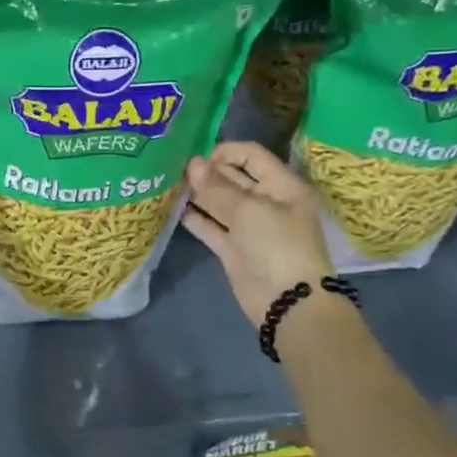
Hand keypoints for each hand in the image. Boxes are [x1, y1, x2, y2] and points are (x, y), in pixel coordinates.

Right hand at [182, 141, 334, 325]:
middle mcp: (267, 202)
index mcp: (282, 187)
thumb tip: (193, 163)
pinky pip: (211, 226)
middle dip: (207, 172)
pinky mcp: (233, 248)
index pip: (252, 157)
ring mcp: (249, 227)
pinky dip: (195, 217)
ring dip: (198, 193)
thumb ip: (217, 187)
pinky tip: (173, 208)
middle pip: (234, 178)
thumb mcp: (249, 210)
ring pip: (219, 202)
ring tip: (169, 184)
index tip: (198, 157)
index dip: (226, 152)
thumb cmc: (277, 246)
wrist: (287, 304)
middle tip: (175, 168)